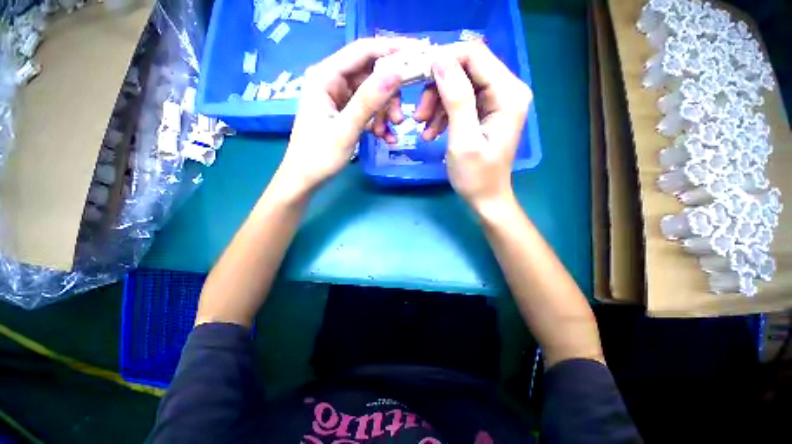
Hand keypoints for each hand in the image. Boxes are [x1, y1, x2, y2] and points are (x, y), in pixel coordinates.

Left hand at [276, 38, 411, 194]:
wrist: (306, 179)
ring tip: (389, 133)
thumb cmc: (320, 156)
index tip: (418, 55)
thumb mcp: (346, 128)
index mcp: (325, 76)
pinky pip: (368, 111)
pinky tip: (386, 138)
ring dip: (385, 113)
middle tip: (400, 117)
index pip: (363, 51)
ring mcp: (339, 98)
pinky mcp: (345, 113)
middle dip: (389, 95)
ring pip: (372, 95)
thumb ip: (369, 100)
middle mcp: (332, 81)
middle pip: (371, 75)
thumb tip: (396, 72)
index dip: (391, 50)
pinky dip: (379, 122)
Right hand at [417, 41, 532, 210]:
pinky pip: (459, 101)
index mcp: (508, 94)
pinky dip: (442, 115)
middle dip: (437, 89)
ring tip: (424, 129)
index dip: (443, 60)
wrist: (485, 198)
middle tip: (419, 116)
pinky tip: (431, 133)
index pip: (474, 55)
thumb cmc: (476, 176)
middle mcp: (506, 90)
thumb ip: (456, 98)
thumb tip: (440, 60)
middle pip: (464, 69)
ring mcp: (495, 101)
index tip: (417, 79)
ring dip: (436, 105)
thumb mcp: (463, 140)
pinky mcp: (485, 112)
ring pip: (458, 85)